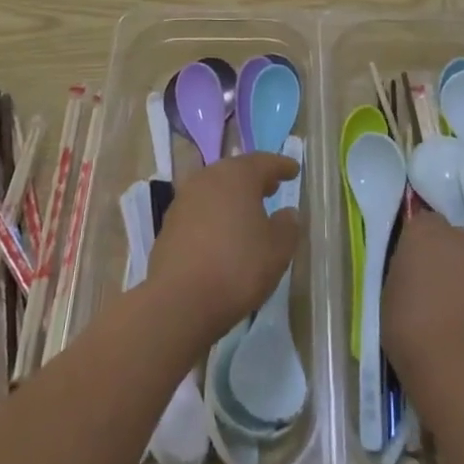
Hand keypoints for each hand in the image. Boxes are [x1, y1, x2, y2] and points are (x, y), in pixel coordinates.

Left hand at [147, 152, 299, 343]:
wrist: (178, 301)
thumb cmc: (237, 267)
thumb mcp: (278, 250)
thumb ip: (288, 226)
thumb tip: (288, 213)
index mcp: (237, 175)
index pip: (265, 162)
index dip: (282, 166)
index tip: (294, 170)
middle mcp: (209, 178)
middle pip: (236, 172)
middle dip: (255, 179)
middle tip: (272, 187)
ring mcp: (185, 200)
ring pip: (216, 189)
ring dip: (233, 197)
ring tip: (248, 212)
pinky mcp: (170, 224)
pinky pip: (200, 210)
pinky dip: (215, 215)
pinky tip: (223, 234)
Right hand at [382, 212, 463, 388]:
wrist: (453, 363)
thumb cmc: (408, 325)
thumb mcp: (390, 288)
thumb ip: (406, 266)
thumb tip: (416, 266)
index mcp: (424, 230)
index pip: (421, 222)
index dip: (418, 244)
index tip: (413, 265)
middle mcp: (458, 235)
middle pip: (451, 238)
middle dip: (445, 255)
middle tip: (435, 286)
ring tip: (458, 308)